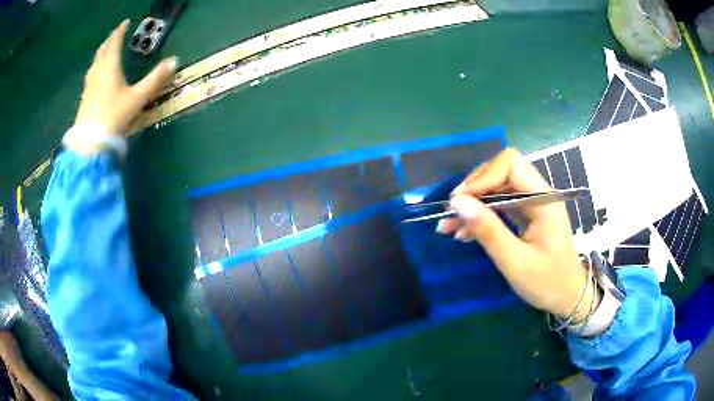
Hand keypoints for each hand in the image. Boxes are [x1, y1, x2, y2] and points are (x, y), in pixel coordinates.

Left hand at [74, 20, 176, 137]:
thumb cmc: (114, 116)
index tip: (125, 22)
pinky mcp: (85, 98)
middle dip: (109, 40)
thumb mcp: (138, 97)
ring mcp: (89, 85)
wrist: (91, 142)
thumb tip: (175, 61)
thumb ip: (156, 79)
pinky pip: (90, 75)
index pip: (115, 43)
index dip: (120, 31)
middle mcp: (98, 72)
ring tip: (105, 50)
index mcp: (110, 67)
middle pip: (102, 50)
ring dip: (101, 53)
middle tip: (115, 35)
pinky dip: (95, 67)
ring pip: (94, 63)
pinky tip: (96, 74)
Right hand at [436, 148, 598, 322]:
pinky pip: (502, 205)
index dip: (482, 177)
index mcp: (544, 199)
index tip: (459, 201)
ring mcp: (534, 204)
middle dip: (474, 191)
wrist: (568, 296)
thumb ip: (488, 230)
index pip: (511, 164)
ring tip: (449, 226)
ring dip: (474, 205)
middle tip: (450, 214)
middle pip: (502, 172)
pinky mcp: (528, 215)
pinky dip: (482, 215)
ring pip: (498, 189)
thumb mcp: (515, 261)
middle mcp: (539, 194)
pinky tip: (465, 232)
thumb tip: (457, 202)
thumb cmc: (547, 282)